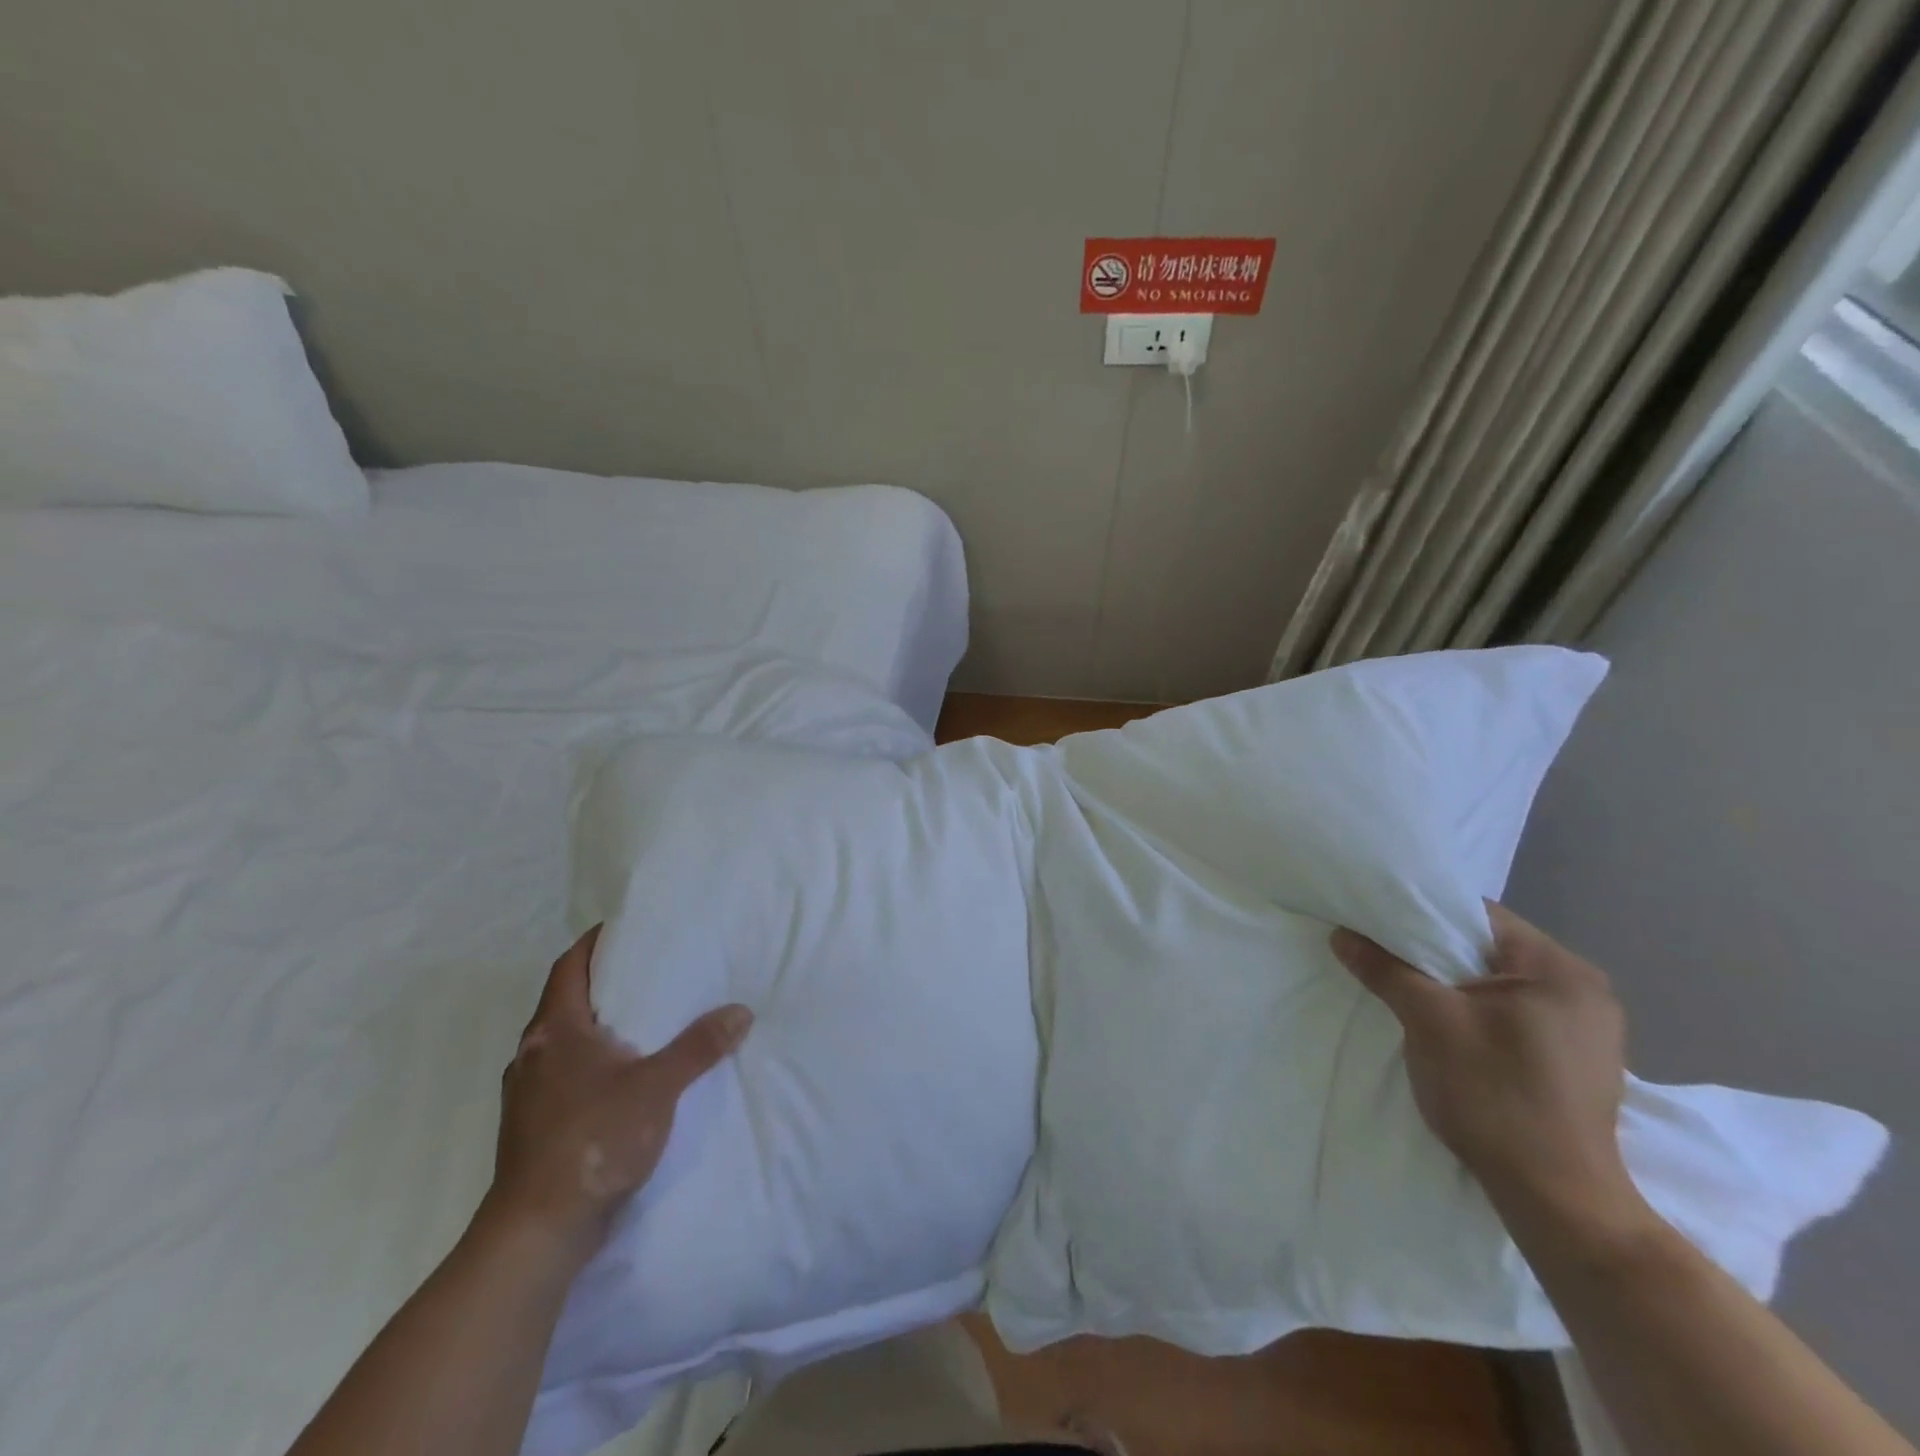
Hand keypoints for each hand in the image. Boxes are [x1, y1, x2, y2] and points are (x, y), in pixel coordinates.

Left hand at [485, 925, 752, 1259]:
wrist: (537, 1232)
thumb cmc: (592, 1140)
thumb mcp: (658, 1087)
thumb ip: (699, 1047)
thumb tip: (741, 1011)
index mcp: (555, 1031)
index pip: (569, 967)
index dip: (594, 943)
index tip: (627, 928)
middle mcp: (534, 1054)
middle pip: (566, 1001)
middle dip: (603, 983)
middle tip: (650, 970)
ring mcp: (528, 1093)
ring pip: (565, 1042)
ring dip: (597, 1026)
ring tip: (643, 1020)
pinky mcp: (534, 1126)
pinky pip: (565, 1075)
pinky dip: (592, 1062)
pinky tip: (624, 1076)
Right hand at [1330, 903, 1647, 1234]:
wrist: (1558, 1200)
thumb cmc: (1495, 1094)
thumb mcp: (1428, 1021)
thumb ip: (1385, 969)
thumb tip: (1342, 933)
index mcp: (1560, 969)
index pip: (1479, 916)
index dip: (1423, 914)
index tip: (1379, 924)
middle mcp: (1585, 990)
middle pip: (1490, 948)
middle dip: (1436, 952)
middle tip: (1386, 957)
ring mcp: (1589, 1030)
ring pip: (1500, 984)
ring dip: (1456, 985)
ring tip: (1411, 992)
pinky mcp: (1579, 1062)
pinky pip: (1516, 1014)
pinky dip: (1479, 1013)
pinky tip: (1451, 1030)